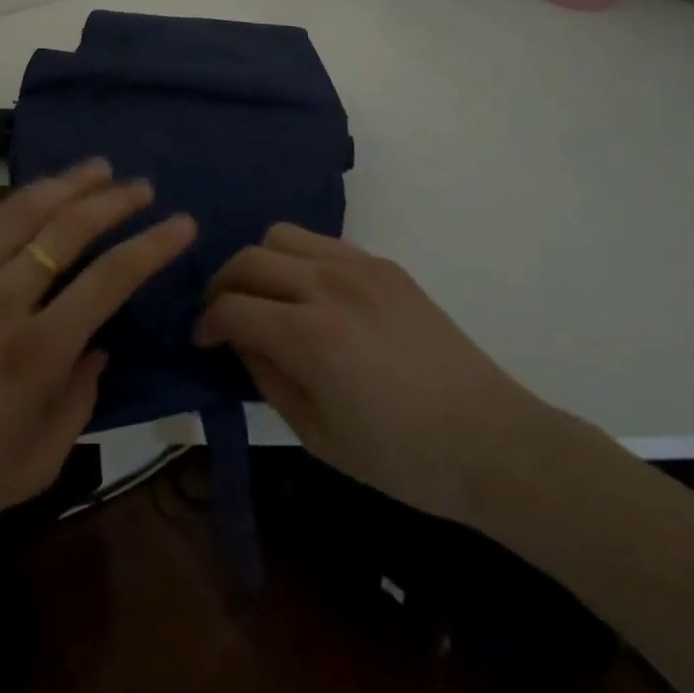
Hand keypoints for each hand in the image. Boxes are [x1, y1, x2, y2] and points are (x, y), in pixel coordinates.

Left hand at [0, 159, 196, 584]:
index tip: (181, 223)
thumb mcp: (41, 461)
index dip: (152, 246)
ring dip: (66, 184)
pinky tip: (39, 192)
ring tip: (98, 168)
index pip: (110, 279)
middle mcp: (2, 303)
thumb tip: (99, 344)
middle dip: (113, 200)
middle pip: (68, 229)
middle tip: (142, 186)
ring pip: (23, 212)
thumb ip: (82, 397)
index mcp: (37, 354)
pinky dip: (17, 201)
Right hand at [195, 224, 554, 524]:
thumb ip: (267, 378)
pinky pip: (322, 242)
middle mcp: (327, 284)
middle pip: (249, 259)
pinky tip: (310, 293)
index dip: (207, 322)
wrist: (491, 442)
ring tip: (266, 296)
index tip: (202, 339)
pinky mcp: (383, 265)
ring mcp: (358, 267)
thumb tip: (241, 341)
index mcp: (309, 334)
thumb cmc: (401, 457)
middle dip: (223, 285)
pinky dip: (299, 258)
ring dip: (260, 262)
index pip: (232, 307)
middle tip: (223, 316)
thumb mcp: (317, 436)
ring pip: (281, 235)